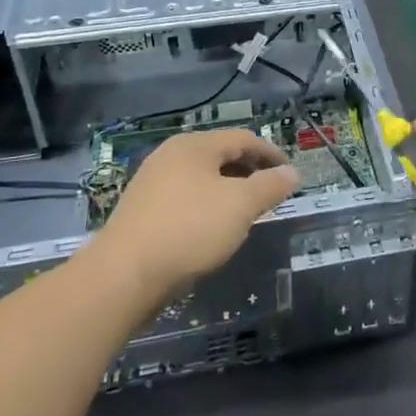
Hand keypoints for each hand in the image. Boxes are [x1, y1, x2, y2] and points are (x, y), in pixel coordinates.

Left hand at [92, 129, 298, 294]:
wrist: (123, 277)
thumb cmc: (189, 230)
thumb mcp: (240, 206)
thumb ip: (270, 186)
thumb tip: (292, 172)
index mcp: (194, 145)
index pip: (243, 138)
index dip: (271, 154)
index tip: (290, 173)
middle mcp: (171, 155)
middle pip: (220, 155)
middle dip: (249, 171)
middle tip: (271, 192)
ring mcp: (152, 183)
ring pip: (202, 178)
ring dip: (228, 190)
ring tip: (246, 213)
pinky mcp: (141, 211)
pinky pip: (185, 198)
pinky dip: (207, 206)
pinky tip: (212, 230)